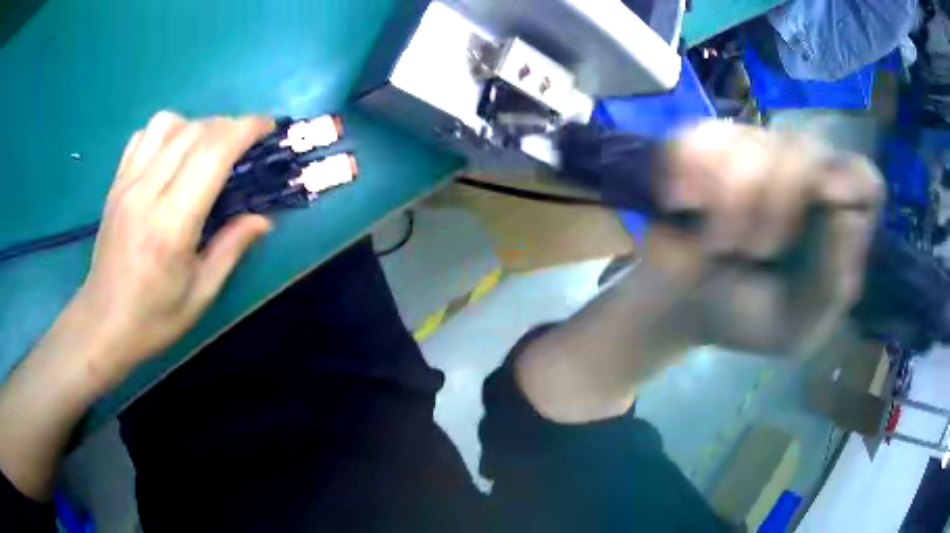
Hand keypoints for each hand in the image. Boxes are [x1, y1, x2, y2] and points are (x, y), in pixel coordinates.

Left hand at [73, 111, 273, 379]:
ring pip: (166, 123)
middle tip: (244, 146)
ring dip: (195, 125)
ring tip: (205, 149)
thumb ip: (231, 249)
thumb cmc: (153, 318)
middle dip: (228, 126)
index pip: (212, 153)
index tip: (267, 128)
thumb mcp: (200, 295)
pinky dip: (166, 132)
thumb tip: (263, 217)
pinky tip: (172, 154)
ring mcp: (126, 183)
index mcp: (171, 224)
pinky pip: (142, 136)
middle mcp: (147, 192)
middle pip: (194, 131)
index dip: (246, 129)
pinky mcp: (116, 184)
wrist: (102, 323)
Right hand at [651, 121, 883, 356]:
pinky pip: (703, 137)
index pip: (863, 178)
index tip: (822, 195)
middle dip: (775, 202)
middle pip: (805, 151)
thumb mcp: (796, 327)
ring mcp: (755, 149)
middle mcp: (803, 174)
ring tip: (717, 240)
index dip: (848, 178)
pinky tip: (683, 203)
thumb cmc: (745, 318)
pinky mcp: (706, 141)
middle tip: (753, 250)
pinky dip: (691, 171)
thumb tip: (846, 212)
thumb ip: (831, 284)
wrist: (682, 306)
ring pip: (753, 141)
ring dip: (731, 197)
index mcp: (835, 222)